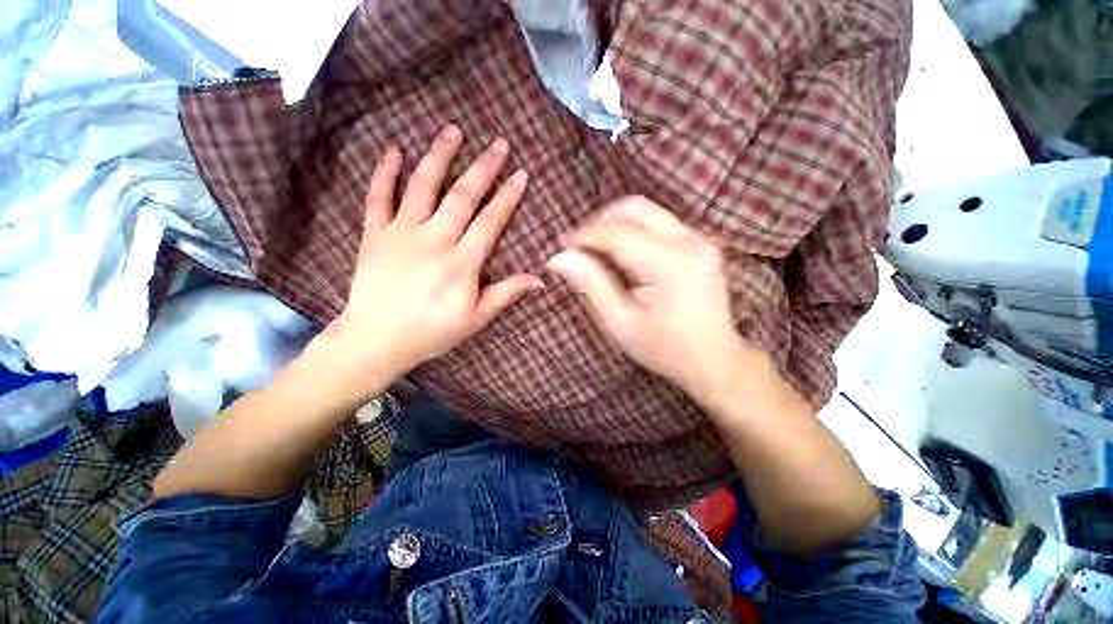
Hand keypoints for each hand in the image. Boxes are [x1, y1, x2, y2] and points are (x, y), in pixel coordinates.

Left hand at [324, 125, 541, 384]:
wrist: (375, 340)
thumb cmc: (431, 332)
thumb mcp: (476, 318)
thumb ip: (506, 294)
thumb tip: (540, 280)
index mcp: (462, 263)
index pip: (490, 221)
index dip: (508, 197)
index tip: (521, 174)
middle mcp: (434, 240)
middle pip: (463, 196)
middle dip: (484, 167)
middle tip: (498, 143)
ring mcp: (401, 233)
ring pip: (423, 186)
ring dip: (440, 156)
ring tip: (452, 131)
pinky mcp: (374, 234)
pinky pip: (378, 197)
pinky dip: (385, 172)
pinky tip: (394, 151)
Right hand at [548, 196, 748, 394]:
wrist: (714, 360)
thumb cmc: (664, 348)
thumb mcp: (621, 322)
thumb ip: (592, 284)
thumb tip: (560, 258)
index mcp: (671, 263)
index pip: (618, 233)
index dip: (585, 235)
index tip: (562, 246)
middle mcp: (690, 241)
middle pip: (636, 208)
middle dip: (601, 221)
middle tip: (581, 247)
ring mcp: (699, 239)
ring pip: (648, 212)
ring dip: (617, 225)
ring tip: (598, 252)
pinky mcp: (700, 244)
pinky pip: (659, 224)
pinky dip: (634, 232)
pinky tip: (623, 257)